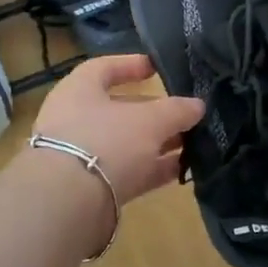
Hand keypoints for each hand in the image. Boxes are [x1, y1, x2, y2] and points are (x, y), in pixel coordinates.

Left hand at [29, 54, 203, 204]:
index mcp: (79, 90)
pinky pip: (129, 171)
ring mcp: (83, 155)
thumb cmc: (106, 140)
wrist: (69, 201)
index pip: (104, 68)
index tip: (157, 68)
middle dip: (155, 111)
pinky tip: (183, 169)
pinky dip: (154, 169)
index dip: (131, 65)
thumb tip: (198, 106)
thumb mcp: (150, 120)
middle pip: (120, 109)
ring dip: (159, 142)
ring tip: (194, 142)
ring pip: (127, 143)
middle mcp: (76, 119)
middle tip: (186, 114)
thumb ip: (177, 110)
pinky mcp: (92, 187)